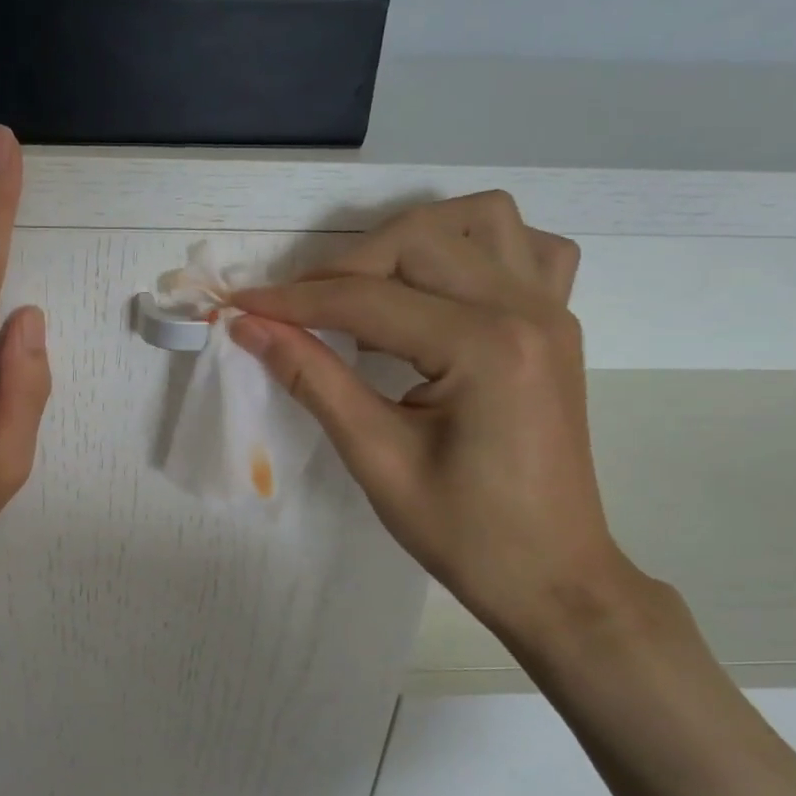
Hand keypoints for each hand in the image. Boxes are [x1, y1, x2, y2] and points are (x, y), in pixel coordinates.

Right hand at [231, 193, 649, 654]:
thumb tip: (250, 328)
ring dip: (413, 239)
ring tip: (368, 287)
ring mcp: (552, 311)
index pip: (366, 299)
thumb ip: (312, 378)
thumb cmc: (462, 532)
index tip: (238, 306)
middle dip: (343, 267)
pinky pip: (529, 250)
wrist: (550, 575)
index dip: (292, 302)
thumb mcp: (375, 457)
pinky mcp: (558, 325)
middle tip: (295, 312)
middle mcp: (525, 310)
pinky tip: (443, 290)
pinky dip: (477, 250)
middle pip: (418, 240)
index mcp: (484, 347)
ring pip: (481, 220)